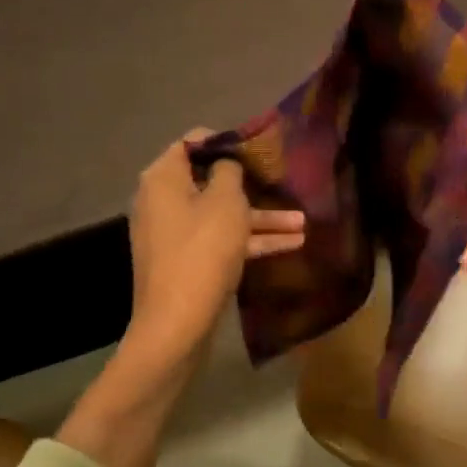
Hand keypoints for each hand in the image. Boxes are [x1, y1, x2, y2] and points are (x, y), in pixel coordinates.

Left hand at [125, 131, 304, 365]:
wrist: (177, 324)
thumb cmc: (202, 251)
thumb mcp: (225, 202)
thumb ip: (228, 172)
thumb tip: (225, 165)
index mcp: (163, 179)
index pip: (191, 143)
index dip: (225, 141)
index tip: (256, 148)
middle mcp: (163, 202)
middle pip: (210, 182)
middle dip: (251, 185)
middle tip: (282, 182)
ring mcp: (175, 235)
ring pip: (222, 216)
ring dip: (261, 218)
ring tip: (303, 222)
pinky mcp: (188, 262)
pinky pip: (221, 241)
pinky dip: (251, 241)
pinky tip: (292, 245)